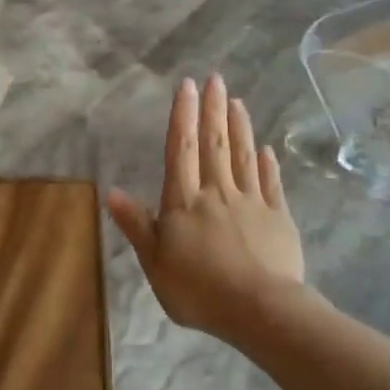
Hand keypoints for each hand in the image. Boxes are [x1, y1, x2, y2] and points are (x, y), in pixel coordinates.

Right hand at [108, 74, 306, 336]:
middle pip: (215, 144)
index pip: (180, 150)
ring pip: (244, 157)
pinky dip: (268, 164)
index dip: (182, 116)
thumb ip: (137, 225)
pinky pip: (271, 183)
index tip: (187, 86)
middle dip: (213, 110)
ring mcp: (251, 202)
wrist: (259, 309)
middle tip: (216, 80)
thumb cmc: (198, 290)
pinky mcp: (278, 217)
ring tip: (238, 102)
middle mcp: (217, 193)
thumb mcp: (155, 262)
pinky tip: (267, 149)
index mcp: (184, 202)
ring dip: (240, 128)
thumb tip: (112, 191)